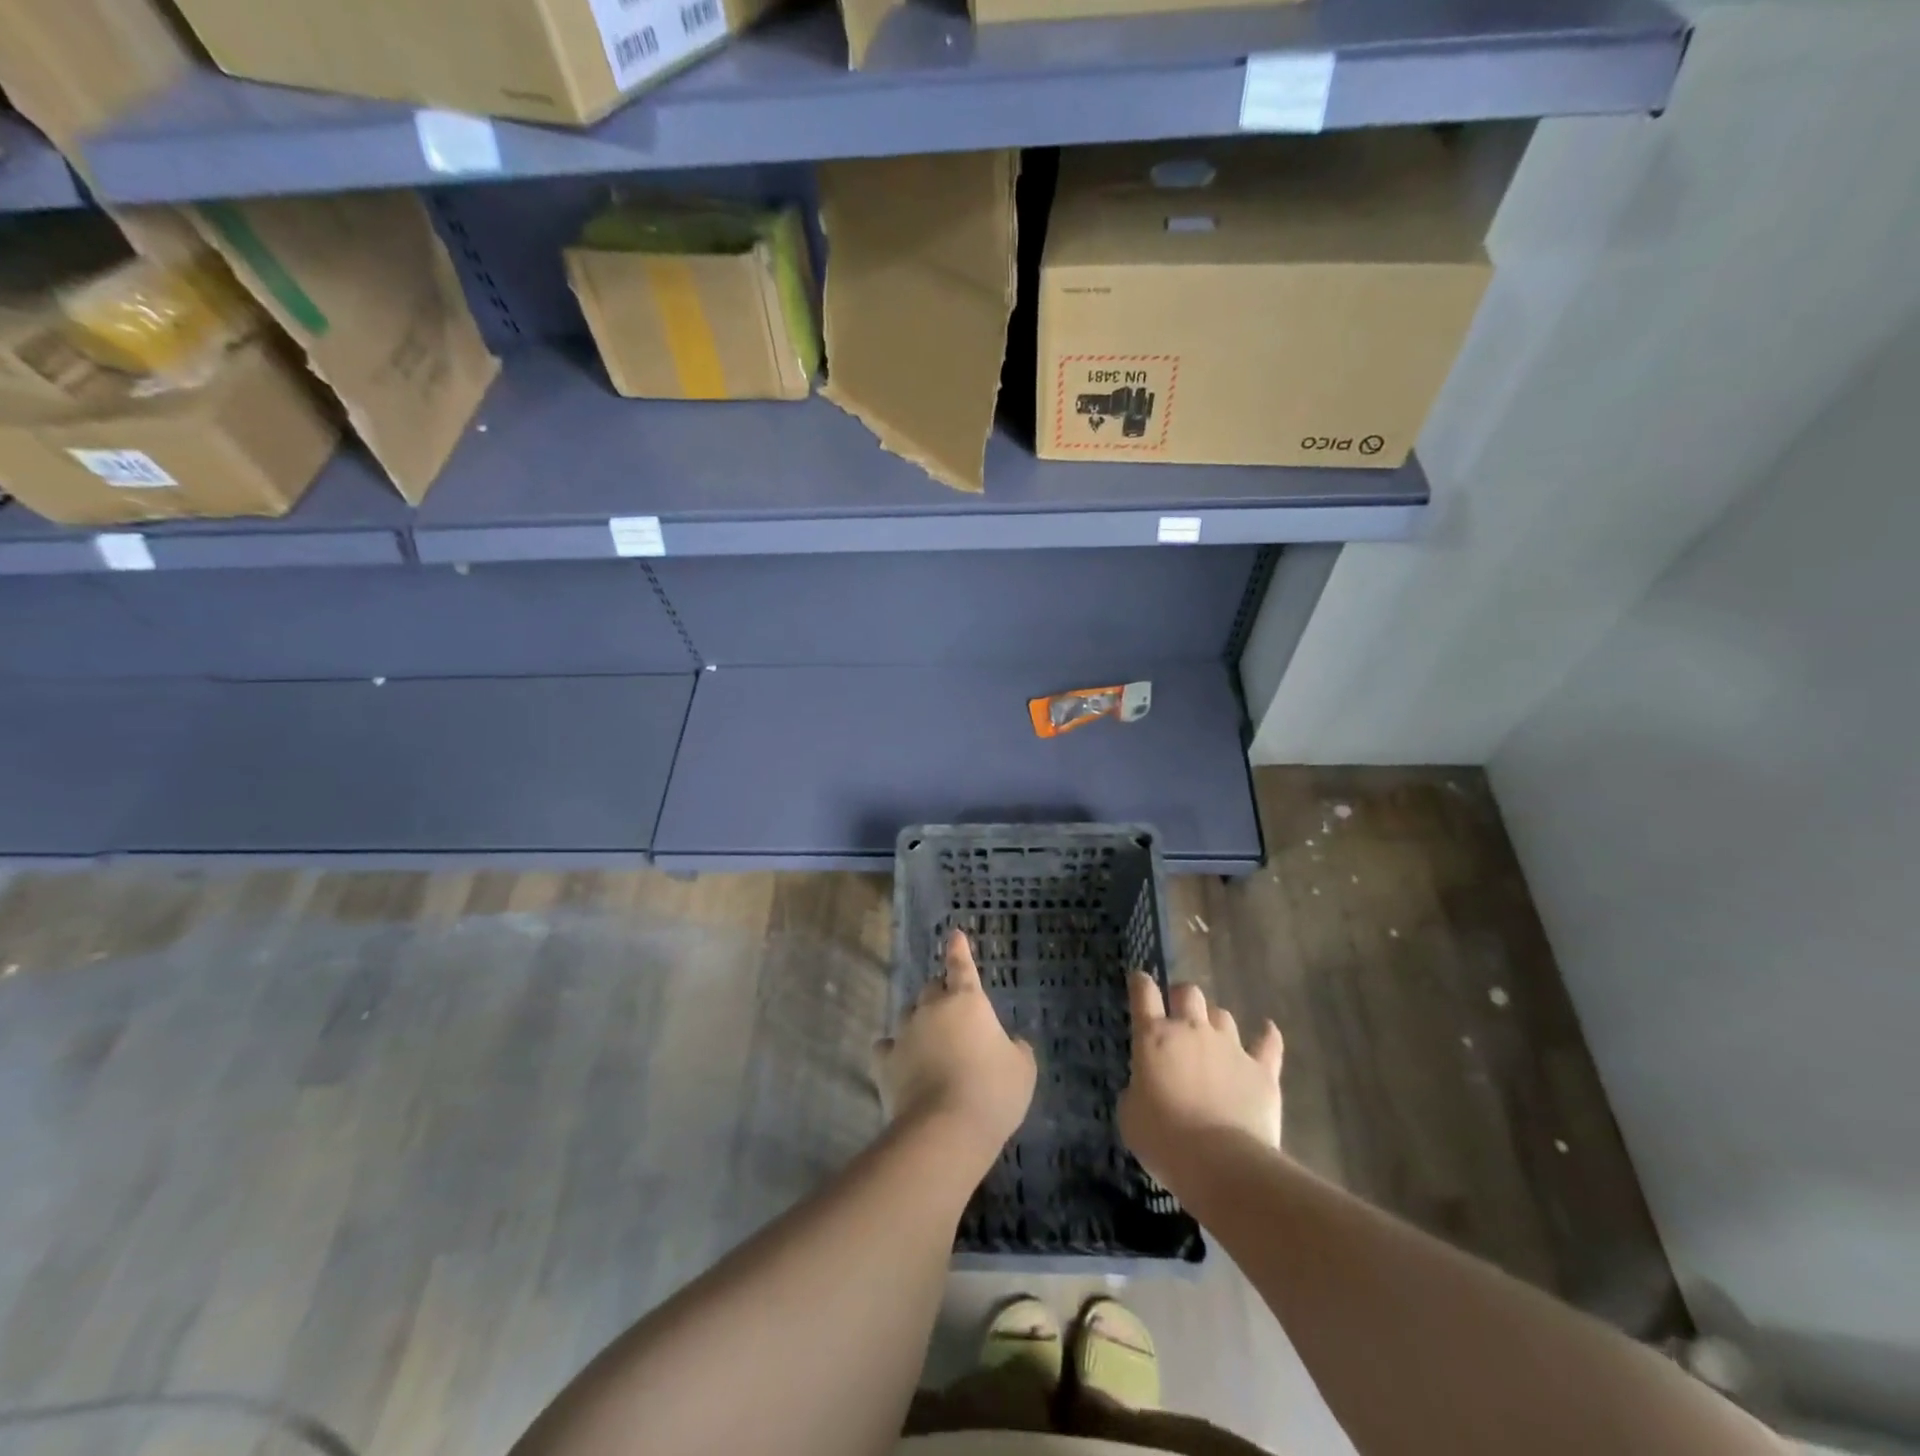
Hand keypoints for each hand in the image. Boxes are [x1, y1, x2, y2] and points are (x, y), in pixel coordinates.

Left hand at [875, 931, 1035, 1165]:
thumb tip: (1011, 1044)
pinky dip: (894, 1050)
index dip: (959, 950)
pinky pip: (887, 1047)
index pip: (961, 966)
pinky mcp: (885, 1062)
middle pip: (932, 988)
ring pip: (908, 1014)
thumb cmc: (993, 1092)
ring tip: (929, 1043)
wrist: (946, 1129)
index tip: (954, 935)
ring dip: (919, 1022)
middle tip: (953, 1015)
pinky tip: (898, 1062)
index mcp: (967, 1001)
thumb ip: (1017, 1049)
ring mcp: (905, 1033)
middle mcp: (932, 1008)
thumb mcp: (1023, 1070)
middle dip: (941, 995)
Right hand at [1119, 973, 1282, 1184]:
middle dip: (1182, 997)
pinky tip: (1267, 1030)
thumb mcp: (1130, 1116)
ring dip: (1215, 1021)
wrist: (1221, 1164)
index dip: (1140, 982)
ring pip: (1223, 1015)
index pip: (1144, 993)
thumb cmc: (1164, 1140)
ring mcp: (1230, 1047)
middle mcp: (1192, 1030)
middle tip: (1178, 1014)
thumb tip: (1145, 1086)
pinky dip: (1267, 1035)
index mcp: (1154, 1037)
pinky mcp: (1262, 1070)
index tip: (1139, 980)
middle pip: (1188, 993)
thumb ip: (1136, 1090)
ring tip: (1213, 1037)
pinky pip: (1268, 1043)